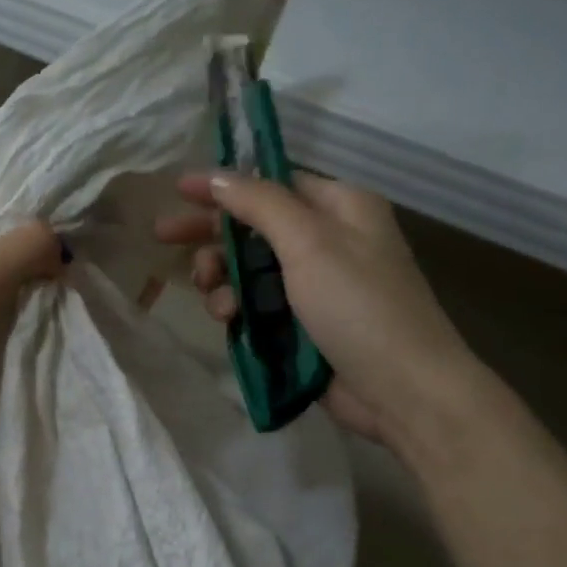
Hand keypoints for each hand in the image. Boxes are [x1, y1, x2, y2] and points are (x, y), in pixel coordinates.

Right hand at [155, 172, 482, 450]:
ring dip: (221, 276)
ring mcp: (313, 285)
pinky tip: (227, 320)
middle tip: (164, 236)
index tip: (178, 190)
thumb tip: (218, 176)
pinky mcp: (301, 323)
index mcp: (339, 207)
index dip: (224, 184)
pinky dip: (237, 307)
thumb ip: (260, 203)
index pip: (271, 182)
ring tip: (213, 296)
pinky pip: (255, 304)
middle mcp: (327, 240)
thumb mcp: (309, 242)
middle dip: (211, 233)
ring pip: (248, 268)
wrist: (402, 390)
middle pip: (254, 225)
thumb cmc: (359, 305)